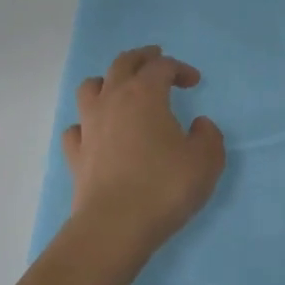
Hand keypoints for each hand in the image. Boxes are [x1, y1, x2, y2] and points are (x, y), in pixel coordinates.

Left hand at [63, 45, 226, 259]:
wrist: (114, 226)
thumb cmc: (164, 187)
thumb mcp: (206, 161)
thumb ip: (208, 136)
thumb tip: (199, 125)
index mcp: (145, 94)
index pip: (161, 67)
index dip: (180, 68)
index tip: (194, 81)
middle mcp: (113, 100)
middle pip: (122, 64)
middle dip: (141, 58)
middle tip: (155, 58)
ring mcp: (89, 126)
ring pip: (90, 87)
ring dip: (107, 81)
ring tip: (120, 89)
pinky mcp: (76, 154)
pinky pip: (76, 127)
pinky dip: (87, 123)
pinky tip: (97, 132)